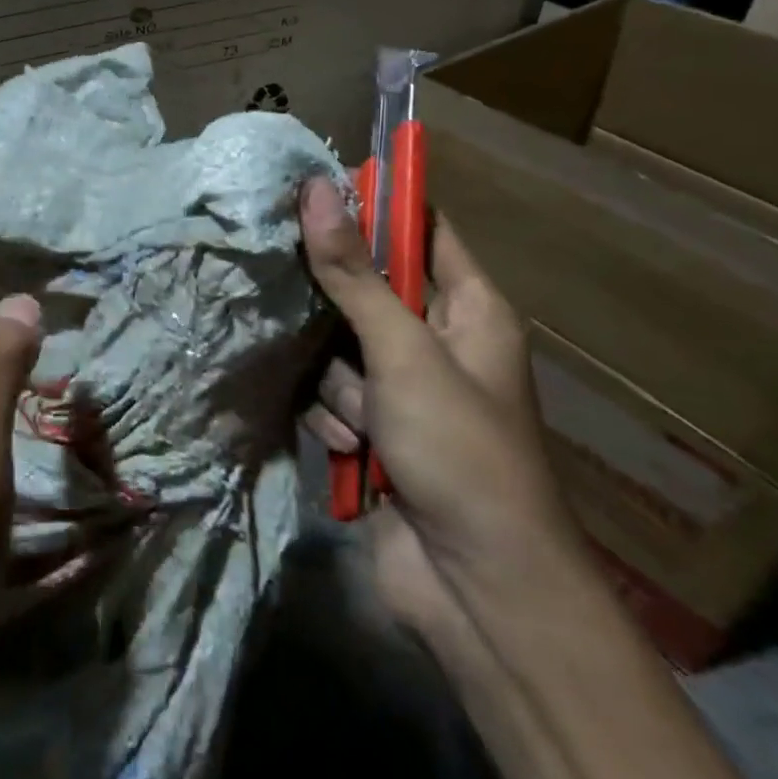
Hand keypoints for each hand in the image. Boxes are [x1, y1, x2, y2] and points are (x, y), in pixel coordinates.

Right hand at [297, 178, 578, 633]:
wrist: (476, 589)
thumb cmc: (460, 451)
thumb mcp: (403, 352)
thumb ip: (353, 274)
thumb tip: (318, 190)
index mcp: (470, 310)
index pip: (422, 231)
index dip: (376, 207)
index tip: (316, 191)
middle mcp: (436, 343)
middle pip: (366, 290)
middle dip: (337, 310)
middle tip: (301, 299)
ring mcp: (402, 391)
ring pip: (337, 350)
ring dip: (340, 385)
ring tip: (365, 422)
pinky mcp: (372, 432)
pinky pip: (331, 398)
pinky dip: (336, 422)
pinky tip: (355, 452)